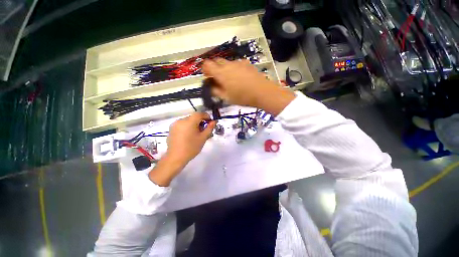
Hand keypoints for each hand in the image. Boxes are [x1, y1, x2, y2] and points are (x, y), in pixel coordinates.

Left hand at [149, 113, 215, 185]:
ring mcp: (175, 124)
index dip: (206, 116)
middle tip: (204, 130)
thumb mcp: (203, 138)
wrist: (176, 157)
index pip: (199, 114)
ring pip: (187, 121)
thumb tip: (214, 121)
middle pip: (193, 117)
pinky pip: (182, 125)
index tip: (210, 122)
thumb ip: (209, 128)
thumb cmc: (191, 147)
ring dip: (194, 124)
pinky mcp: (171, 129)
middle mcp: (181, 120)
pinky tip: (188, 135)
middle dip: (200, 121)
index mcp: (189, 122)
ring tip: (196, 133)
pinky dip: (187, 127)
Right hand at [202, 58, 294, 115]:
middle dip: (215, 68)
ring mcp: (238, 63)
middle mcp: (228, 64)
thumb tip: (210, 86)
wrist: (261, 92)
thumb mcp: (226, 97)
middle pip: (216, 61)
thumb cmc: (242, 97)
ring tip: (231, 80)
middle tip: (218, 79)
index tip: (208, 77)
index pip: (206, 64)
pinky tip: (240, 77)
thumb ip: (215, 91)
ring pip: (227, 62)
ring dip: (225, 69)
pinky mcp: (246, 63)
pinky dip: (234, 68)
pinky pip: (237, 64)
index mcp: (221, 73)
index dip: (205, 70)